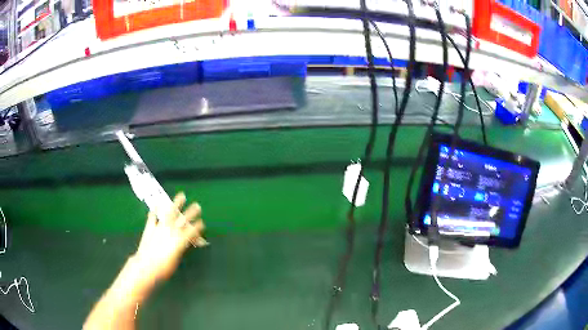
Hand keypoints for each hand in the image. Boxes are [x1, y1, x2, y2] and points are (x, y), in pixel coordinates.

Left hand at [133, 192, 205, 283]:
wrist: (146, 266)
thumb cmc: (164, 268)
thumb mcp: (176, 260)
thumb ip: (181, 249)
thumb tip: (184, 244)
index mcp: (180, 240)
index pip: (192, 231)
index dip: (198, 227)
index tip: (202, 223)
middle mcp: (172, 231)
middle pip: (183, 219)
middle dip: (192, 212)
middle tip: (197, 205)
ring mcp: (160, 227)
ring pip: (170, 213)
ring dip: (176, 203)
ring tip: (181, 195)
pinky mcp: (150, 227)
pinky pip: (153, 216)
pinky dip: (155, 210)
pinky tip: (157, 204)